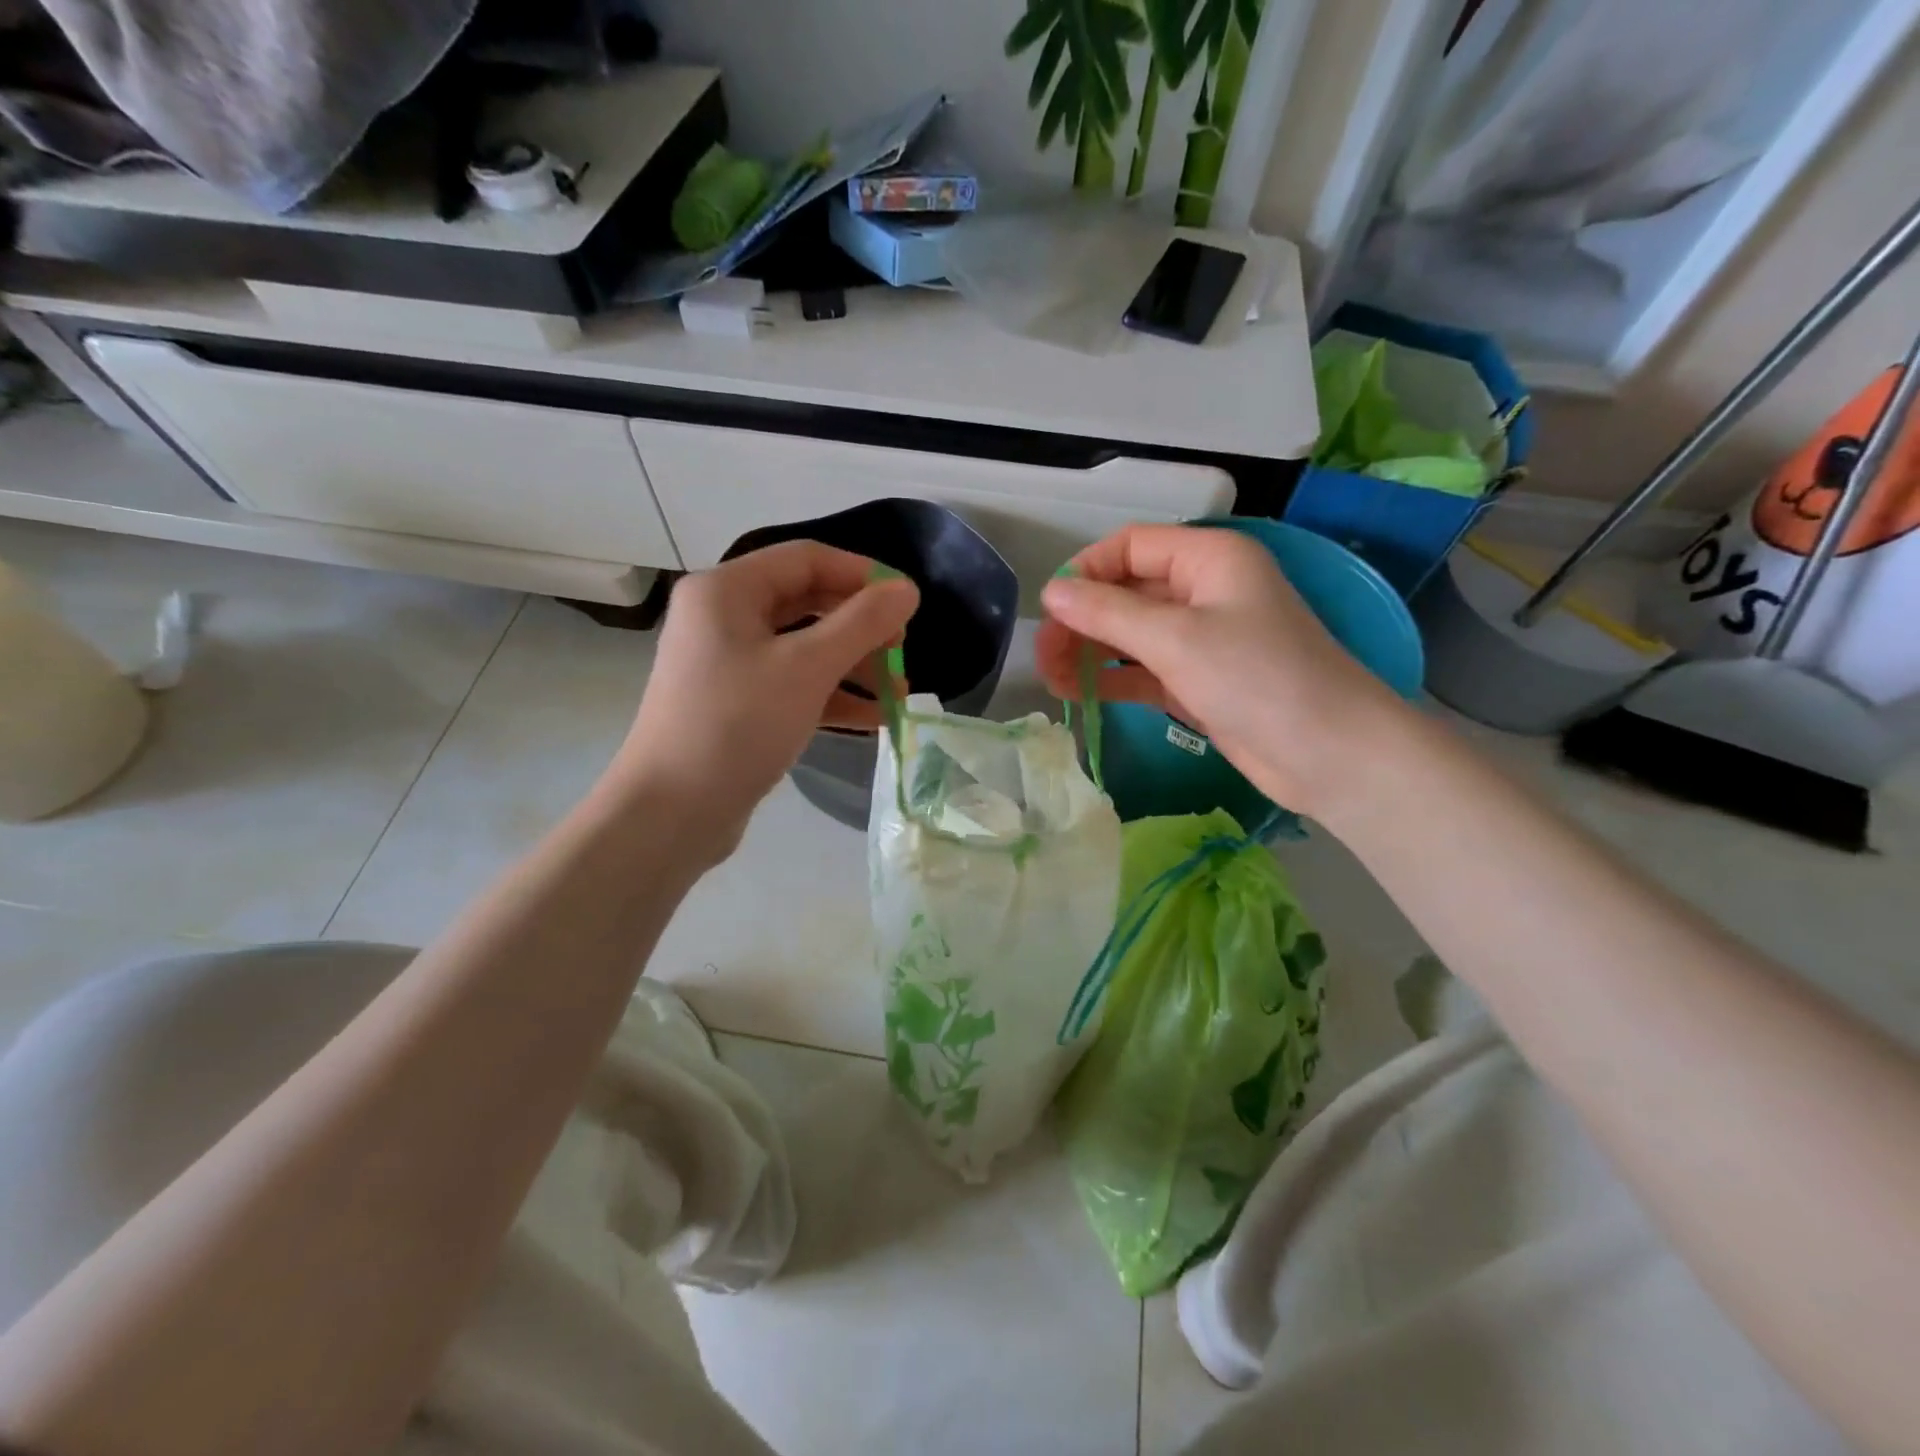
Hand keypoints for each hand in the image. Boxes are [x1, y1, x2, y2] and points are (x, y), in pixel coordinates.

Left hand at [610, 542, 918, 861]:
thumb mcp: (807, 668)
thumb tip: (907, 590)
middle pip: (806, 603)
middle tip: (902, 649)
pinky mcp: (736, 704)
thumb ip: (862, 623)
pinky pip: (792, 684)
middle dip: (860, 627)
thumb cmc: (737, 725)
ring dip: (853, 666)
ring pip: (803, 648)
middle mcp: (722, 617)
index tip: (908, 601)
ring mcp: (727, 663)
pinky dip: (831, 696)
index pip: (806, 559)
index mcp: (727, 591)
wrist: (671, 813)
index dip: (862, 574)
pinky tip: (873, 719)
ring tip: (898, 694)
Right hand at [1036, 524, 1404, 818]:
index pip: (1130, 546)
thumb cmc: (1258, 678)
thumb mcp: (1176, 639)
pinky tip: (1077, 694)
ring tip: (1052, 680)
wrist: (1331, 755)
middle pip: (1125, 592)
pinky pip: (1143, 670)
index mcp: (1208, 558)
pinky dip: (1112, 679)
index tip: (1051, 610)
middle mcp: (1203, 591)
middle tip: (1044, 657)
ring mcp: (1201, 639)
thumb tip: (1051, 591)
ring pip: (1130, 634)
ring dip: (1090, 652)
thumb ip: (1108, 613)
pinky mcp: (1198, 681)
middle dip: (1082, 620)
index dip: (1085, 572)